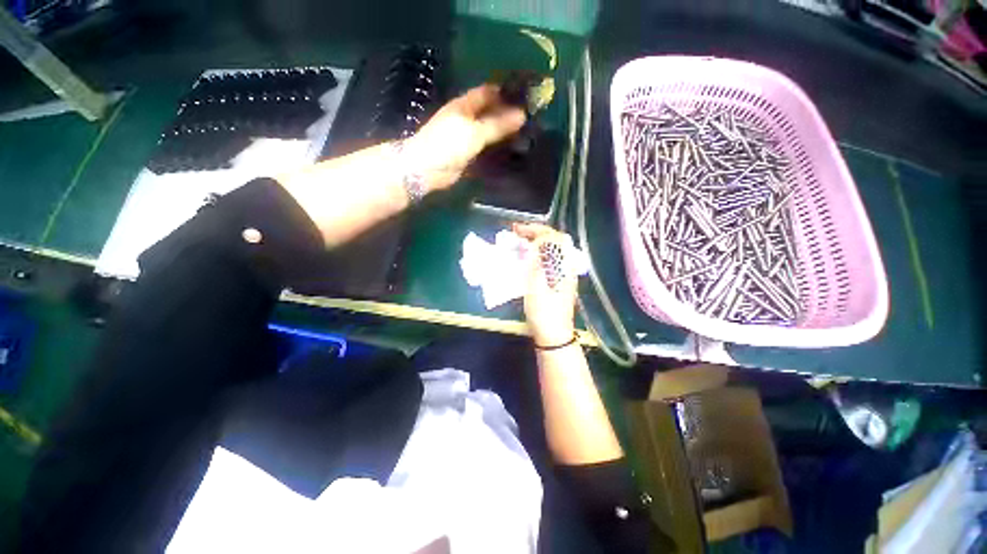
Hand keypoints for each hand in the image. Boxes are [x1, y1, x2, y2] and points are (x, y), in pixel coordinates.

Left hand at [406, 84, 525, 190]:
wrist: (427, 169)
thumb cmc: (448, 144)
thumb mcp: (475, 132)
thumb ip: (498, 125)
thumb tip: (522, 115)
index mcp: (465, 105)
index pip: (488, 92)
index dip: (505, 92)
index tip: (526, 96)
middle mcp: (466, 118)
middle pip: (490, 112)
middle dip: (507, 114)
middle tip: (531, 118)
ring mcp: (466, 137)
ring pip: (489, 132)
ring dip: (503, 133)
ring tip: (526, 135)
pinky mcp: (467, 154)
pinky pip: (485, 149)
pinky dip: (497, 149)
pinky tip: (511, 152)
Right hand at [513, 223, 577, 346]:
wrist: (554, 335)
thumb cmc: (544, 313)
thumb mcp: (537, 288)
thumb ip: (538, 263)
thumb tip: (537, 243)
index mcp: (563, 267)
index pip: (552, 238)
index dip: (535, 230)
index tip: (517, 230)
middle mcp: (566, 267)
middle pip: (555, 240)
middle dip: (537, 232)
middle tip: (518, 232)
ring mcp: (563, 274)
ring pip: (553, 249)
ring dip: (537, 241)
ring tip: (521, 240)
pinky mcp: (558, 280)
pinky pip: (550, 258)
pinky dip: (538, 251)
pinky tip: (528, 256)